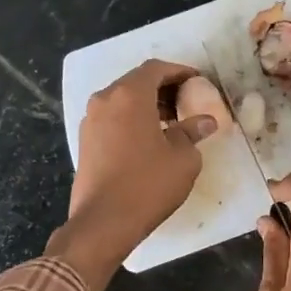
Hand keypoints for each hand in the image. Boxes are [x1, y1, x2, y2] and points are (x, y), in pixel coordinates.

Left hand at [48, 59, 218, 290]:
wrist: (103, 222)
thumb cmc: (148, 184)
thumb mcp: (183, 158)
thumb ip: (193, 132)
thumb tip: (205, 121)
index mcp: (129, 95)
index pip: (156, 69)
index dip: (179, 71)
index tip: (197, 81)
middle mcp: (105, 100)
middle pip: (136, 82)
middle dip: (163, 88)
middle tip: (187, 101)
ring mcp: (91, 121)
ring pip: (122, 100)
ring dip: (147, 105)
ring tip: (171, 122)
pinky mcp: (85, 141)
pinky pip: (113, 118)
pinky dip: (132, 119)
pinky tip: (149, 139)